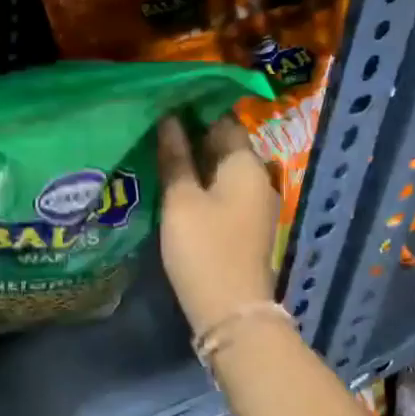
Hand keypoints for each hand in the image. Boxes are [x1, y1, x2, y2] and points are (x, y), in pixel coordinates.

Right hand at [155, 117, 278, 335]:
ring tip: (161, 153)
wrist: (231, 310)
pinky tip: (179, 186)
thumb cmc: (203, 249)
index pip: (223, 120)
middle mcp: (259, 178)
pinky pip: (226, 190)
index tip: (164, 104)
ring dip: (197, 160)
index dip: (194, 110)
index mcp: (246, 165)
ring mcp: (256, 204)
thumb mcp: (181, 200)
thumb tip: (169, 119)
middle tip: (155, 127)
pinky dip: (205, 183)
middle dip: (194, 134)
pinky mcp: (248, 225)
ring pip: (224, 169)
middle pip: (226, 144)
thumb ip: (175, 157)